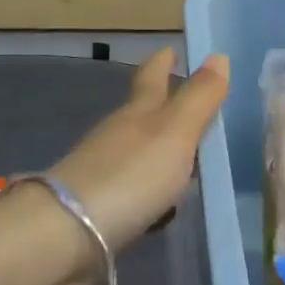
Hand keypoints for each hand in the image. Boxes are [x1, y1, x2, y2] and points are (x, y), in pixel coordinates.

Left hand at [48, 48, 229, 253]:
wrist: (66, 235)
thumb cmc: (129, 175)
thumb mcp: (175, 132)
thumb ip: (198, 98)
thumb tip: (218, 55)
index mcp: (137, 112)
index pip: (151, 77)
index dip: (162, 62)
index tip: (169, 49)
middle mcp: (117, 135)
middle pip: (141, 113)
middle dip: (162, 105)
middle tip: (189, 104)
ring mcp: (104, 172)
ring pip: (136, 152)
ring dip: (158, 152)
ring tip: (185, 160)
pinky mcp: (97, 209)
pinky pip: (132, 190)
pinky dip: (148, 190)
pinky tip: (161, 205)